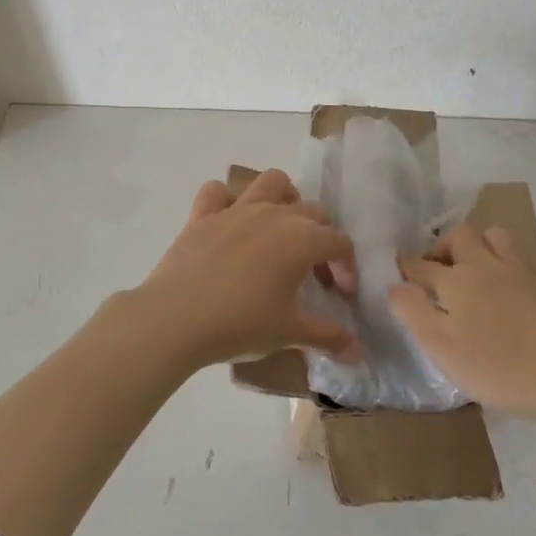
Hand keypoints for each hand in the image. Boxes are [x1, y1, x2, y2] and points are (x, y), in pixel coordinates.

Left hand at [135, 169, 360, 370]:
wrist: (176, 318)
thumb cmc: (241, 324)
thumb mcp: (290, 333)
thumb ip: (328, 337)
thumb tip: (359, 353)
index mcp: (302, 239)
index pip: (339, 242)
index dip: (346, 266)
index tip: (341, 293)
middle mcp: (274, 214)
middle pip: (313, 211)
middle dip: (322, 236)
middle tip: (313, 272)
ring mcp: (236, 210)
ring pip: (271, 182)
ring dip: (284, 198)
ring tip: (282, 227)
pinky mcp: (203, 215)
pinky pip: (217, 192)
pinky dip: (226, 200)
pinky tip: (228, 223)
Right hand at [390, 224, 535, 422]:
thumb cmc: (497, 365)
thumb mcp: (441, 346)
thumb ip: (413, 312)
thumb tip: (395, 285)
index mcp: (454, 281)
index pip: (420, 265)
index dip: (404, 266)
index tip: (395, 269)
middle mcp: (483, 266)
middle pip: (458, 237)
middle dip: (440, 246)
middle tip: (433, 269)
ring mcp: (517, 273)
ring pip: (493, 237)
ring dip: (476, 244)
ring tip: (469, 267)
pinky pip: (516, 256)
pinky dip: (502, 258)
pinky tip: (502, 283)